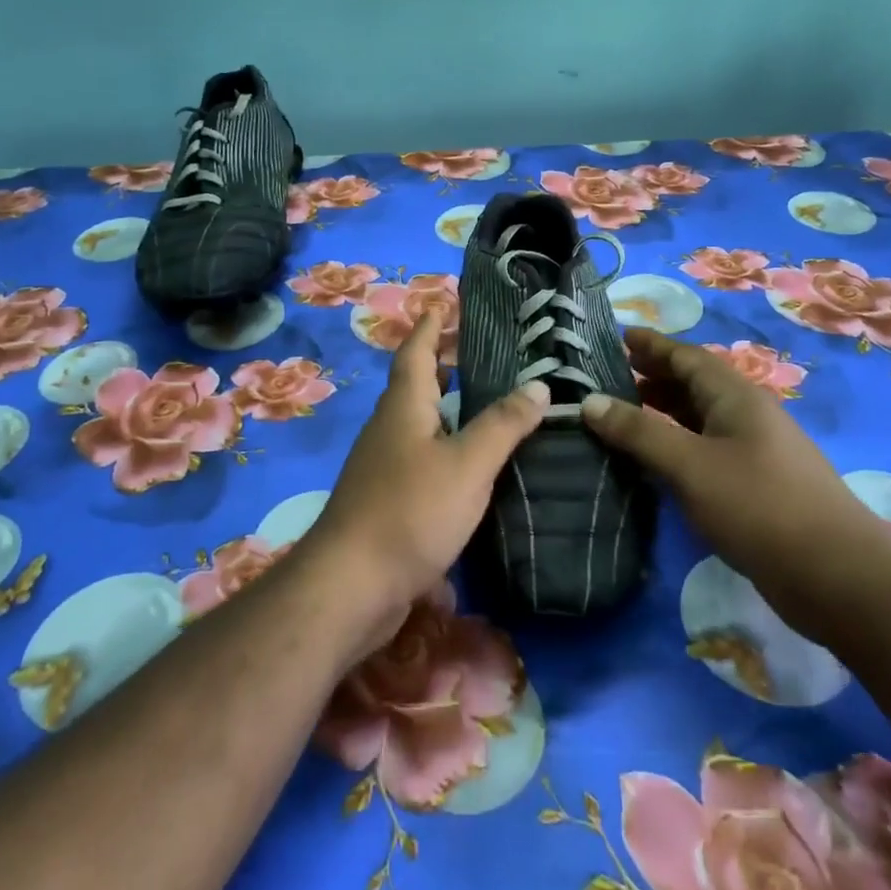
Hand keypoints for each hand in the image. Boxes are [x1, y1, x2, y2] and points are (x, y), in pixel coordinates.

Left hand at [308, 311, 549, 641]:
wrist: (352, 586)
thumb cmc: (409, 511)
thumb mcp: (467, 464)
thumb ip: (503, 424)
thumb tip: (538, 385)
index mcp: (404, 406)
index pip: (416, 351)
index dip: (432, 326)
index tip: (445, 302)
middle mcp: (390, 428)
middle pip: (417, 384)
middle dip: (445, 365)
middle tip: (486, 354)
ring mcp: (385, 466)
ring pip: (421, 423)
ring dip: (449, 408)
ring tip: (489, 405)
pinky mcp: (389, 501)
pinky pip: (423, 458)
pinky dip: (449, 448)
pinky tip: (475, 467)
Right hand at [580, 327, 890, 635]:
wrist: (839, 578)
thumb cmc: (760, 506)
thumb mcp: (690, 465)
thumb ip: (639, 432)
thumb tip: (589, 401)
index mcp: (736, 397)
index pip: (687, 357)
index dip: (652, 345)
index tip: (617, 336)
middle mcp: (747, 416)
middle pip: (695, 384)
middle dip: (654, 376)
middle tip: (610, 378)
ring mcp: (755, 452)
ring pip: (701, 419)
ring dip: (664, 412)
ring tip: (623, 416)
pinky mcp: (757, 487)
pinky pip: (707, 450)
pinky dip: (677, 445)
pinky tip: (655, 463)